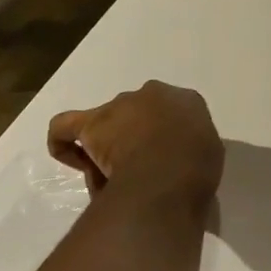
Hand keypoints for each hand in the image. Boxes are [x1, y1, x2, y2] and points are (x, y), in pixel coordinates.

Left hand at [47, 81, 224, 219]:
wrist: (171, 173)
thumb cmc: (197, 167)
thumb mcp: (207, 155)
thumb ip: (189, 149)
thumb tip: (173, 160)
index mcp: (188, 100)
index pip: (172, 112)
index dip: (166, 135)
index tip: (167, 158)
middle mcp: (153, 94)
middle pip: (137, 113)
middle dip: (136, 136)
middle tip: (140, 167)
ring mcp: (121, 105)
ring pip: (108, 122)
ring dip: (109, 143)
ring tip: (113, 176)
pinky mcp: (92, 123)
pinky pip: (65, 127)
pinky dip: (63, 142)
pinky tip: (72, 159)